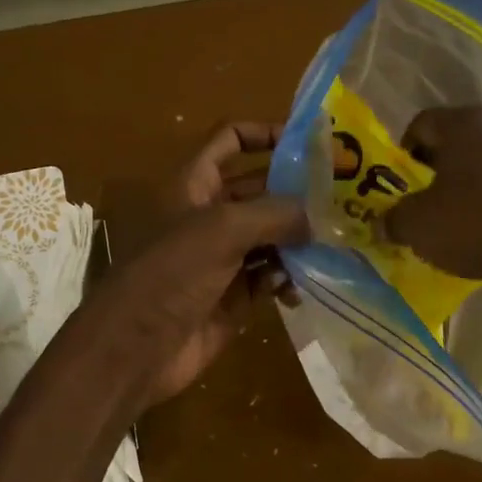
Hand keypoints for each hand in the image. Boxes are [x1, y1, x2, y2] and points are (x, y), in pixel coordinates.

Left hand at [92, 123, 308, 411]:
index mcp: (194, 184)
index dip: (266, 133)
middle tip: (346, 196)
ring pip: (271, 237)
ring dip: (299, 239)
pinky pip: (270, 278)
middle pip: (260, 190)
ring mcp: (222, 258)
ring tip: (335, 244)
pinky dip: (287, 279)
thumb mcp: (222, 229)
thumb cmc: (172, 274)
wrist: (136, 348)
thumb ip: (275, 213)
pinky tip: (301, 290)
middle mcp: (209, 216)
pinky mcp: (233, 296)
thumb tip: (314, 219)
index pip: (231, 140)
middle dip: (298, 192)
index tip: (311, 143)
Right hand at [382, 106, 481, 281]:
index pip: (423, 122)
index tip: (404, 181)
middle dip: (445, 166)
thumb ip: (394, 219)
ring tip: (470, 217)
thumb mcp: (419, 228)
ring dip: (480, 181)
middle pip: (463, 139)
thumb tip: (383, 222)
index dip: (406, 150)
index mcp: (465, 124)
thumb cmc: (480, 226)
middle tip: (433, 199)